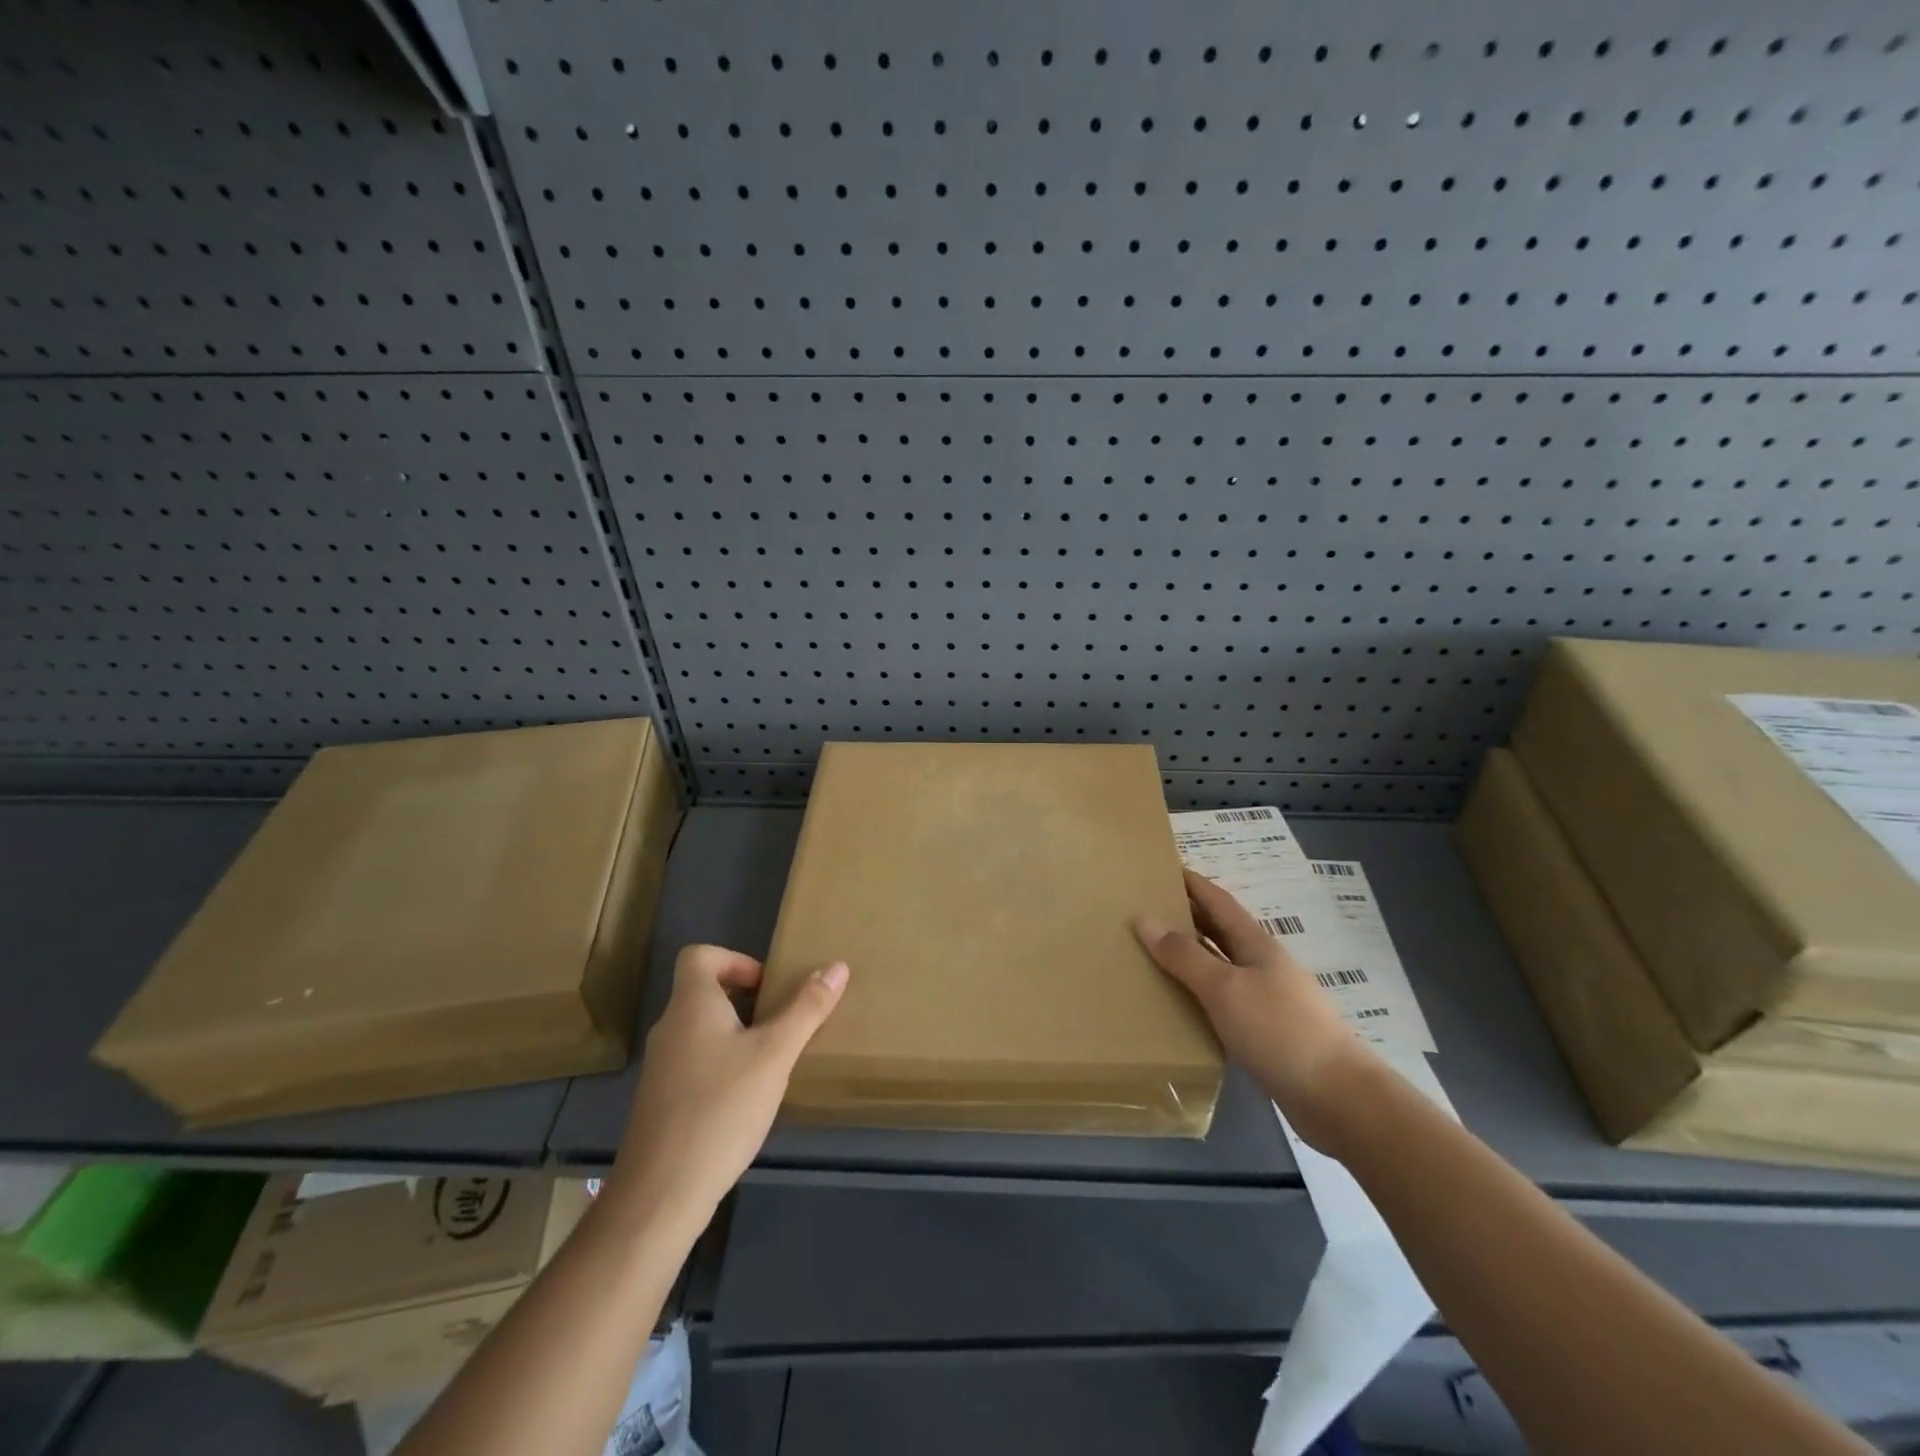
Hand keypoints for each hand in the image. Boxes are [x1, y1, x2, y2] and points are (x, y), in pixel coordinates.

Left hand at [606, 945, 847, 1241]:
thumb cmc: (721, 1108)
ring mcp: (661, 1067)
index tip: (768, 988)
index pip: (699, 955)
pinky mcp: (661, 1101)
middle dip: (747, 999)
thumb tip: (837, 967)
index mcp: (691, 1005)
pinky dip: (723, 1065)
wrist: (660, 1195)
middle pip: (704, 991)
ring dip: (738, 1034)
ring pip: (702, 1029)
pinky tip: (747, 1099)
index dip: (736, 960)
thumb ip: (806, 1009)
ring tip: (772, 1061)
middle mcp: (670, 1028)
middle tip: (781, 1024)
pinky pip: (696, 1062)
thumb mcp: (775, 1054)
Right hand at [1135, 870, 1374, 1149]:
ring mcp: (1267, 999)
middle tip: (1146, 909)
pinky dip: (1199, 992)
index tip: (1161, 868)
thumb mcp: (1224, 987)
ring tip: (1152, 953)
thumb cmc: (1279, 1030)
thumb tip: (1144, 919)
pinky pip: (1223, 1000)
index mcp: (1255, 945)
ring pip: (1220, 965)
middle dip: (1186, 915)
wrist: (1337, 1097)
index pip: (1218, 901)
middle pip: (1219, 930)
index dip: (1192, 883)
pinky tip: (1179, 1004)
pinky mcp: (1266, 1032)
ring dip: (1190, 955)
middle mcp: (1261, 965)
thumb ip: (1184, 955)